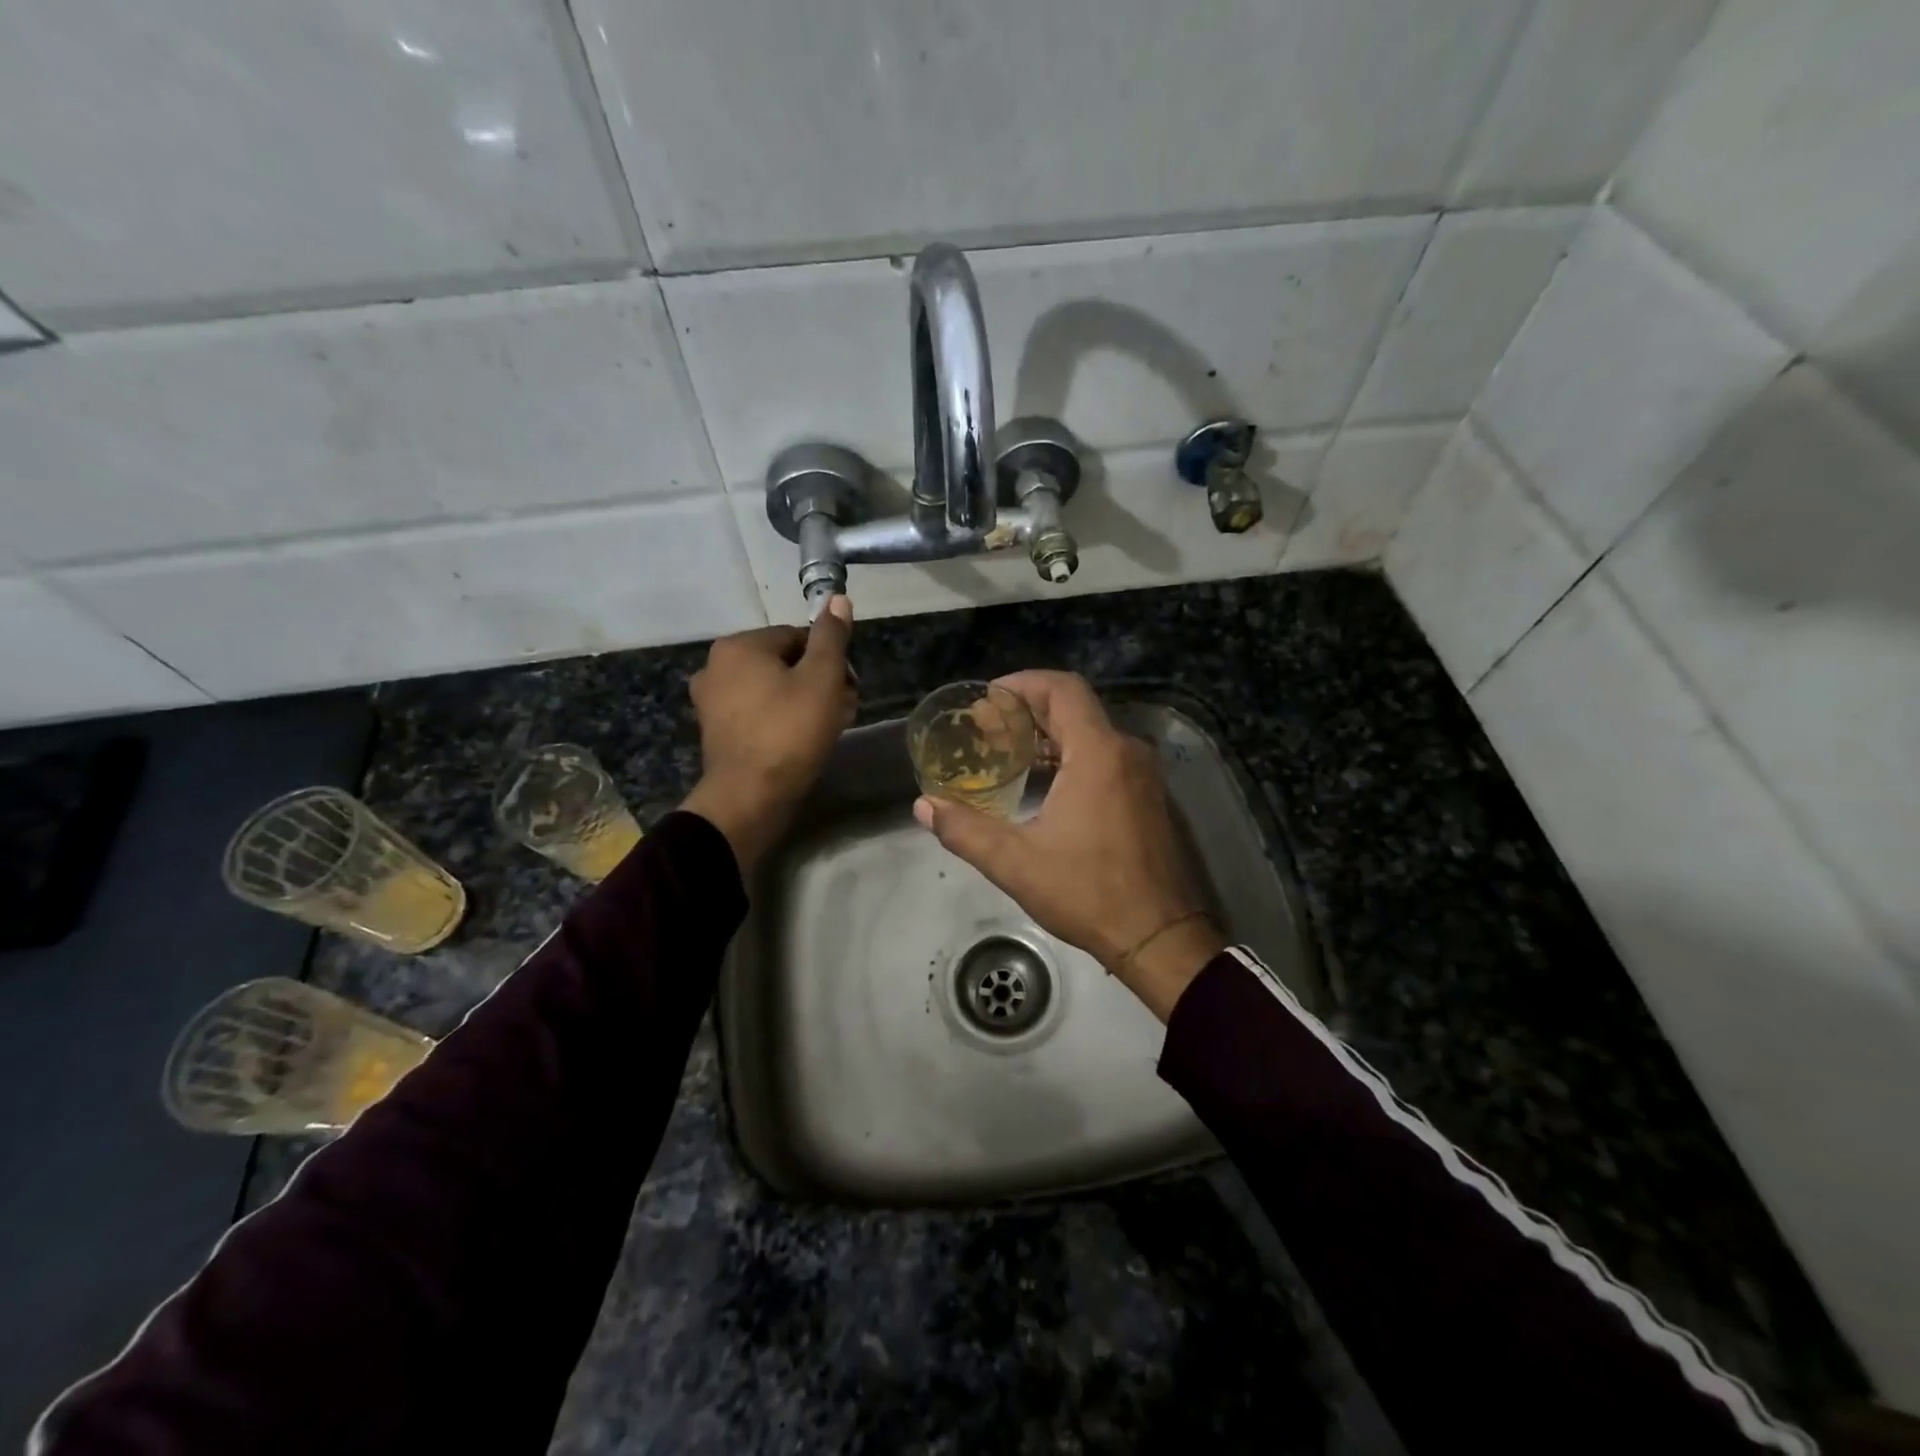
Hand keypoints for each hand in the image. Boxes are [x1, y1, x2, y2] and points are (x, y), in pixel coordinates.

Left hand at [682, 597, 855, 871]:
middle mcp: (716, 666)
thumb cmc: (790, 731)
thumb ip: (831, 637)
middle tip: (845, 708)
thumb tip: (837, 598)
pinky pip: (757, 712)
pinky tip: (803, 740)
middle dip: (819, 681)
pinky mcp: (716, 731)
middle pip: (784, 662)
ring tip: (830, 726)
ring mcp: (712, 701)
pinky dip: (781, 719)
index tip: (850, 687)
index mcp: (739, 645)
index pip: (797, 637)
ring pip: (772, 689)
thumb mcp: (822, 679)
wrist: (750, 797)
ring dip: (805, 701)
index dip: (830, 660)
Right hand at [913, 671, 1223, 1021]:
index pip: (1062, 689)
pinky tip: (1042, 782)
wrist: (1160, 937)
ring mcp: (1142, 775)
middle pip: (1074, 708)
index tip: (987, 700)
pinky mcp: (1148, 797)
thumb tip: (924, 806)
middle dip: (1028, 711)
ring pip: (1091, 733)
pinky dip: (1070, 756)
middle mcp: (1126, 752)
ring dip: (1048, 735)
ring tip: (1006, 752)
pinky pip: (1105, 757)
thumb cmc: (1089, 894)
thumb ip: (965, 829)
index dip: (1021, 684)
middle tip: (987, 728)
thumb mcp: (1016, 863)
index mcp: (1098, 754)